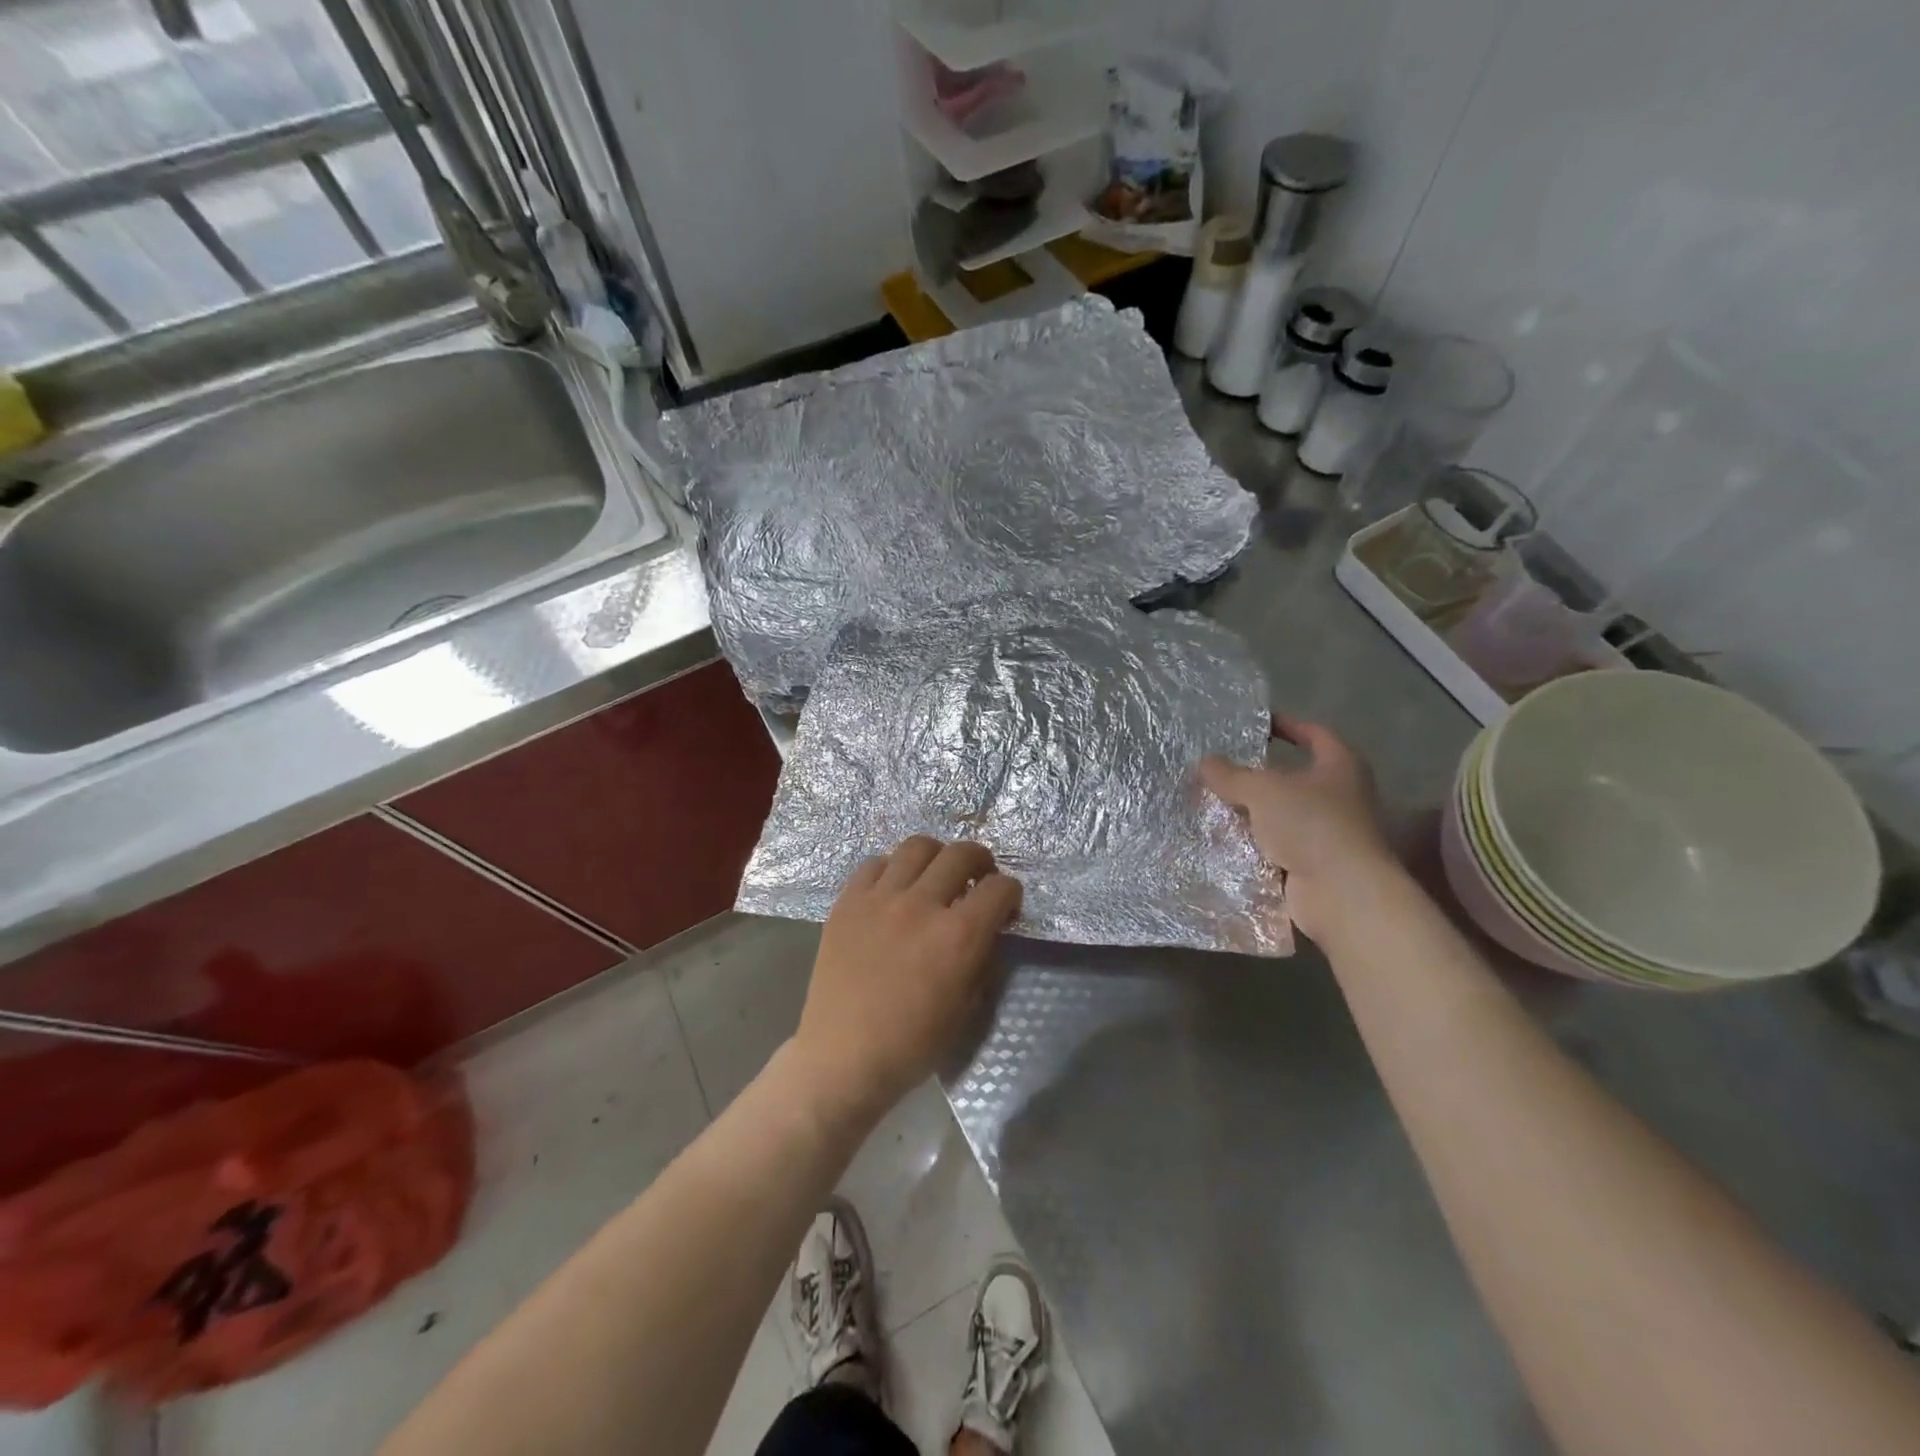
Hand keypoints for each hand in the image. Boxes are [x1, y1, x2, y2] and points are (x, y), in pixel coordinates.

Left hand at [790, 837, 1021, 1129]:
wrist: (844, 1056)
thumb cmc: (912, 1044)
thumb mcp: (967, 1007)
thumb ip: (983, 958)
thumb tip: (988, 929)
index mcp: (958, 936)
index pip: (999, 888)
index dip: (1010, 893)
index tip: (1005, 905)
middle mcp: (921, 905)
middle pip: (961, 853)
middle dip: (980, 861)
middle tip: (977, 877)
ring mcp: (880, 898)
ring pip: (917, 846)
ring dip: (936, 856)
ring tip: (935, 874)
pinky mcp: (848, 901)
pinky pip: (875, 863)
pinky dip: (892, 869)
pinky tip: (894, 888)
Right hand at [1200, 716, 1396, 942]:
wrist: (1342, 894)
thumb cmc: (1311, 825)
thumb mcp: (1262, 790)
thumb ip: (1231, 774)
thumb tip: (1205, 763)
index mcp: (1340, 766)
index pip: (1314, 733)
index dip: (1287, 724)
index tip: (1256, 722)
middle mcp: (1341, 796)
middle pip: (1294, 777)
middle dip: (1259, 774)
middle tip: (1222, 768)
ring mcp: (1329, 833)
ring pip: (1282, 814)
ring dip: (1253, 812)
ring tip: (1214, 803)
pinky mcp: (1315, 864)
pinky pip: (1278, 846)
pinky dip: (1255, 843)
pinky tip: (1224, 839)